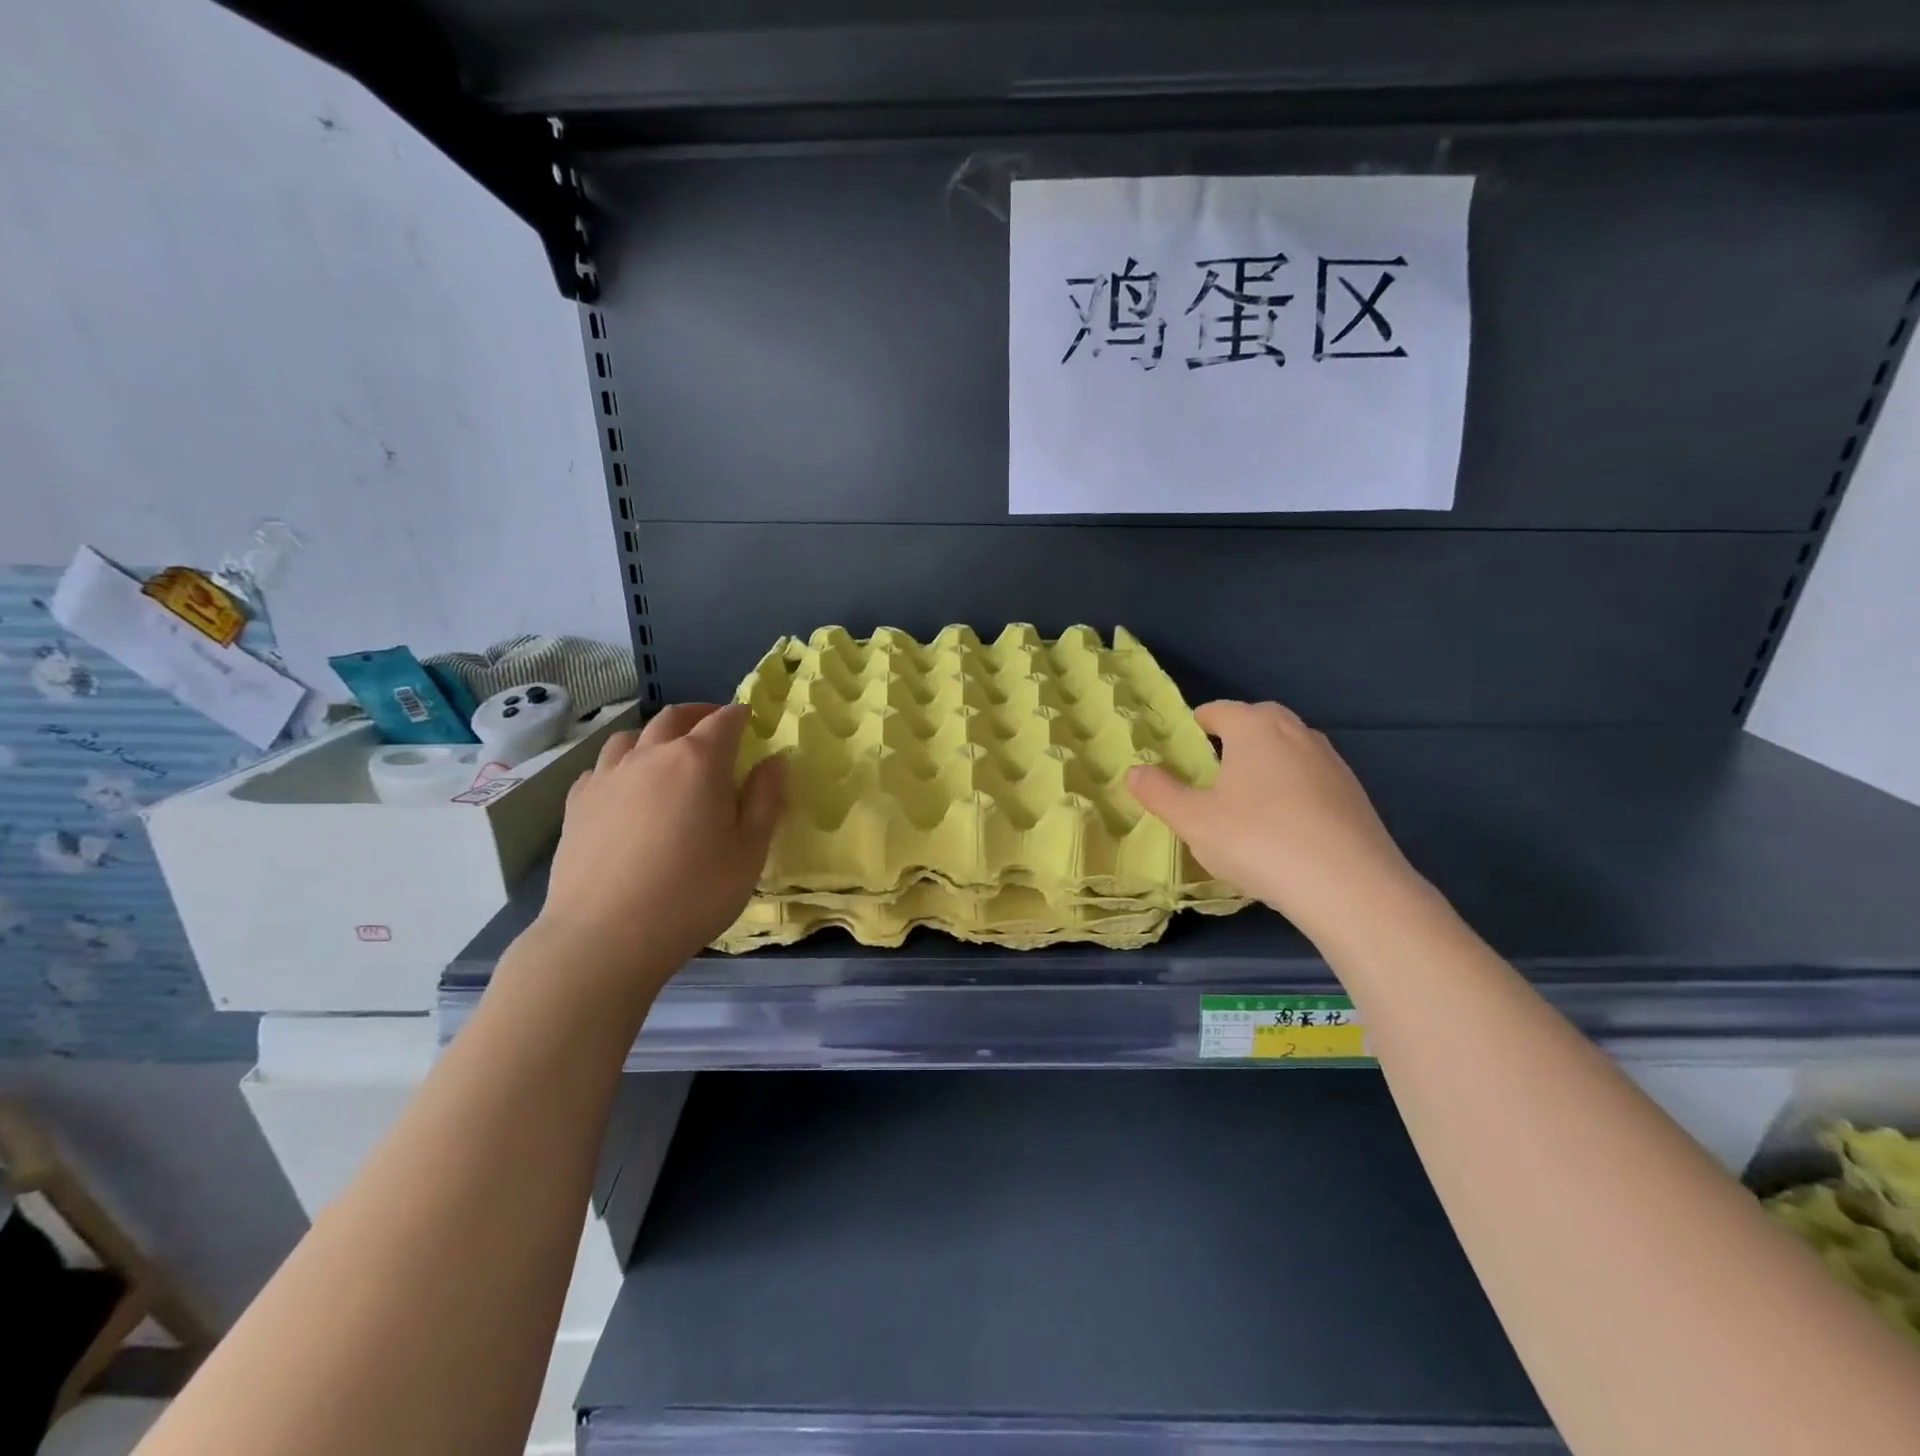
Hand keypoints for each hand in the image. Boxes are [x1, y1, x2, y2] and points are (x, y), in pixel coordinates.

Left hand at [537, 703, 781, 989]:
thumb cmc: (693, 894)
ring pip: (631, 736)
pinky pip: (601, 767)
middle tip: (714, 724)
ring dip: (656, 734)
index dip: (740, 715)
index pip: (724, 721)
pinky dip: (621, 764)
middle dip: (699, 714)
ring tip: (667, 751)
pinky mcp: (577, 803)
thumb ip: (765, 800)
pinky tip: (626, 786)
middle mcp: (650, 756)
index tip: (750, 719)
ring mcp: (607, 777)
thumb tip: (774, 761)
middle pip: (674, 718)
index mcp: (698, 761)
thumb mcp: (749, 852)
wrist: (605, 936)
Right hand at [1128, 700, 1428, 944]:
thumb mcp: (1193, 821)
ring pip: (1287, 750)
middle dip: (1232, 740)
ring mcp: (1331, 761)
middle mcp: (1296, 732)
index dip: (1195, 727)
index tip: (1182, 752)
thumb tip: (1134, 771)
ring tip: (1246, 801)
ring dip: (1265, 764)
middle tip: (1211, 773)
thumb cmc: (1258, 840)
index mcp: (1254, 727)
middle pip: (1256, 723)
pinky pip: (1310, 779)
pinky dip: (1292, 790)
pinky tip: (1283, 828)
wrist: (1349, 886)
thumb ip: (1159, 792)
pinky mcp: (1354, 793)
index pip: (1217, 711)